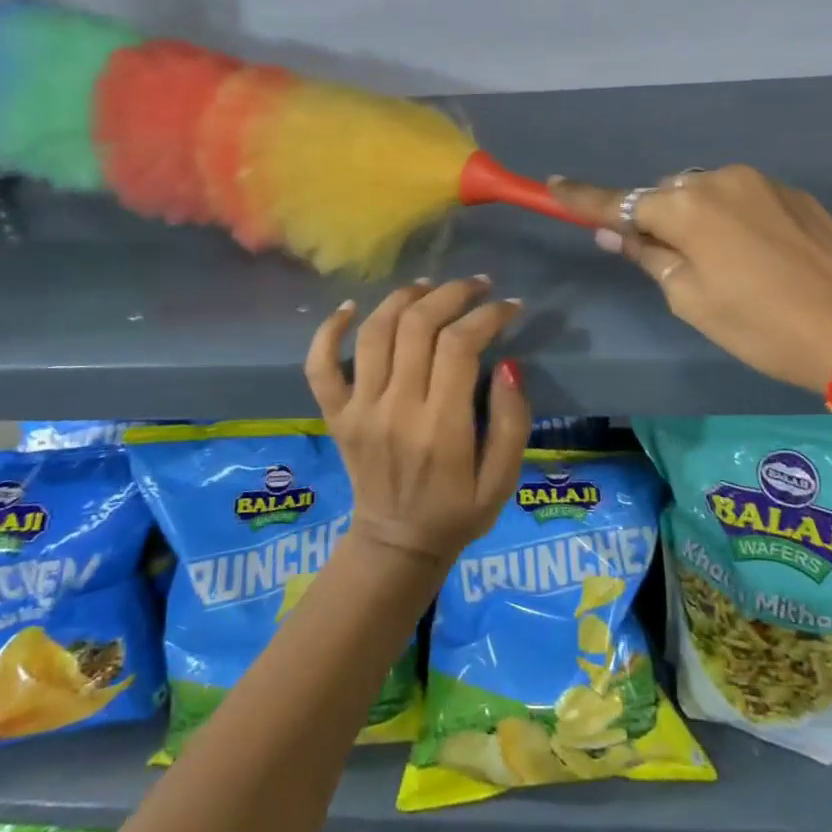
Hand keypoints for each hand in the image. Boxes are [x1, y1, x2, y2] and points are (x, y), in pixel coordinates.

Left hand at [304, 278, 530, 569]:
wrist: (396, 545)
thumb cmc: (458, 512)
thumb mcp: (503, 480)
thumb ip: (511, 422)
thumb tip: (508, 364)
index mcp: (440, 428)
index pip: (460, 346)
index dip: (487, 315)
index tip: (509, 306)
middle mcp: (395, 410)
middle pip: (417, 326)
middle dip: (451, 294)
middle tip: (476, 285)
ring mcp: (359, 410)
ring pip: (374, 332)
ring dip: (403, 298)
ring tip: (430, 286)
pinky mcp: (336, 414)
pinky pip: (320, 365)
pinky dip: (329, 330)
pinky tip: (351, 307)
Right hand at [550, 167, 831, 392]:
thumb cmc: (763, 325)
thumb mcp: (692, 302)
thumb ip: (650, 258)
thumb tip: (617, 233)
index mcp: (687, 208)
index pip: (619, 202)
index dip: (582, 198)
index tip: (550, 185)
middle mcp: (719, 180)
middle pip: (665, 195)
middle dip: (655, 220)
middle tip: (663, 261)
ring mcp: (760, 182)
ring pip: (703, 194)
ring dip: (694, 219)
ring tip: (715, 265)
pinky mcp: (792, 193)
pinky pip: (739, 198)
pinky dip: (728, 219)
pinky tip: (752, 256)